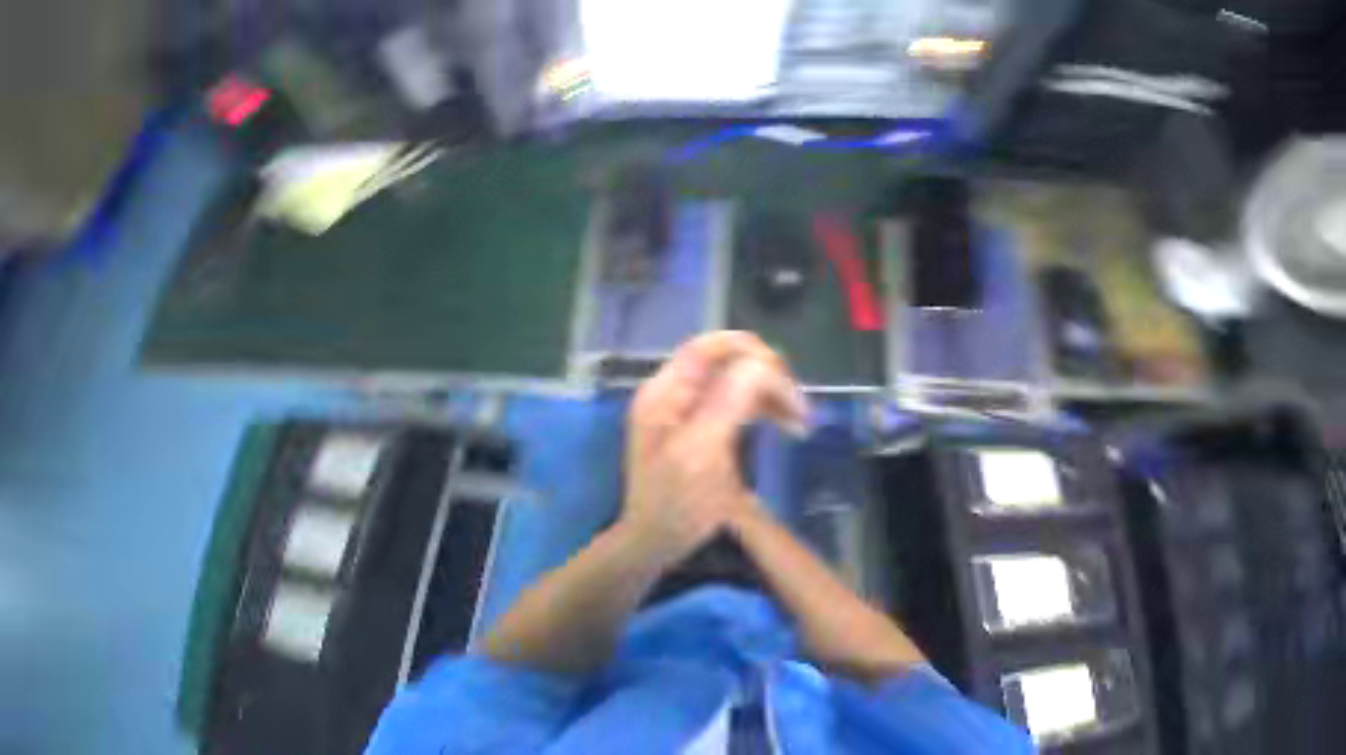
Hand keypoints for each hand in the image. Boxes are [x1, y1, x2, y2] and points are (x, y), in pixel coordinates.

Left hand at [621, 332, 808, 564]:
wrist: (656, 539)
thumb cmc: (672, 505)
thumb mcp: (698, 454)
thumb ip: (726, 404)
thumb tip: (762, 365)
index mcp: (664, 392)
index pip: (706, 348)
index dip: (747, 351)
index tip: (783, 378)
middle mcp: (675, 390)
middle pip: (725, 360)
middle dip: (765, 376)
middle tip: (798, 409)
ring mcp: (688, 404)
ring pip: (736, 378)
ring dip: (769, 392)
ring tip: (798, 420)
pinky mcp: (702, 420)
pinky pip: (737, 398)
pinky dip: (763, 405)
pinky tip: (783, 422)